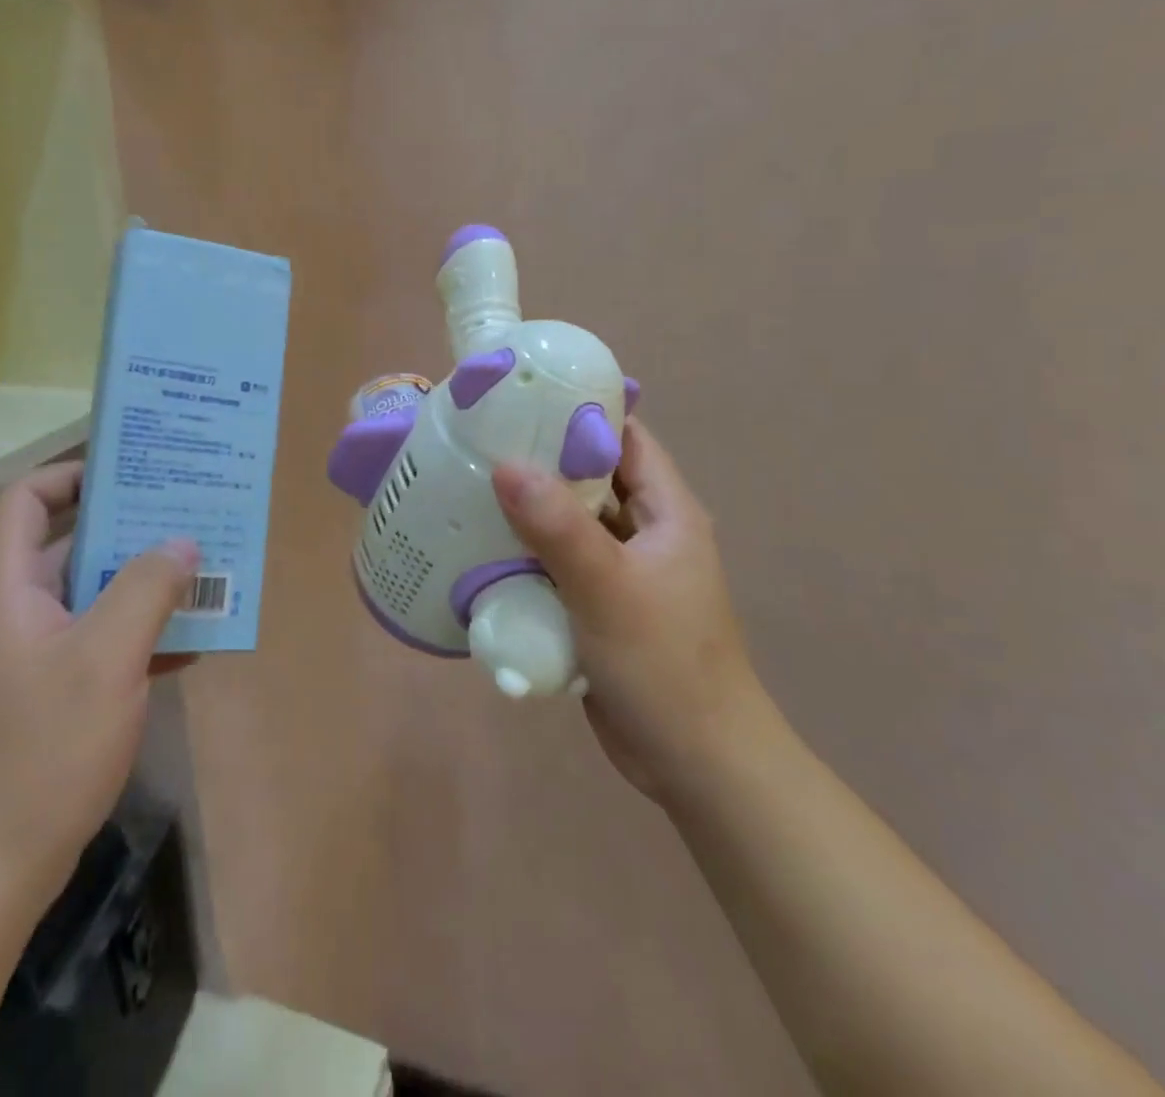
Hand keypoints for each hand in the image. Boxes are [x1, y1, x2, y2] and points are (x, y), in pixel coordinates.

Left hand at [0, 462, 198, 910]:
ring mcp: (29, 656)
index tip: (133, 475)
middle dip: (131, 529)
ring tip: (205, 573)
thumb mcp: (107, 658)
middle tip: (189, 518)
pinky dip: (139, 633)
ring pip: (91, 594)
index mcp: (7, 588)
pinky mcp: (47, 694)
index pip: (25, 501)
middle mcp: (12, 611)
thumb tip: (183, 543)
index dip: (72, 475)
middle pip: (69, 544)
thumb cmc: (41, 750)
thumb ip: (148, 589)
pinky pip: (98, 641)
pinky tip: (191, 643)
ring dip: (144, 583)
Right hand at [493, 421, 762, 802]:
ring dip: (530, 511)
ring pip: (571, 524)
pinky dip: (528, 554)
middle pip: (591, 479)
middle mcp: (646, 532)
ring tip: (470, 488)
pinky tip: (484, 549)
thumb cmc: (664, 664)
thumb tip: (505, 464)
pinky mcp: (601, 606)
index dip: (580, 413)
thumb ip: (557, 526)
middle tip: (479, 443)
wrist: (695, 763)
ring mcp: (623, 571)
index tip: (520, 400)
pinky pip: (560, 564)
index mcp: (667, 512)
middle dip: (541, 461)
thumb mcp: (608, 587)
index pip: (624, 439)